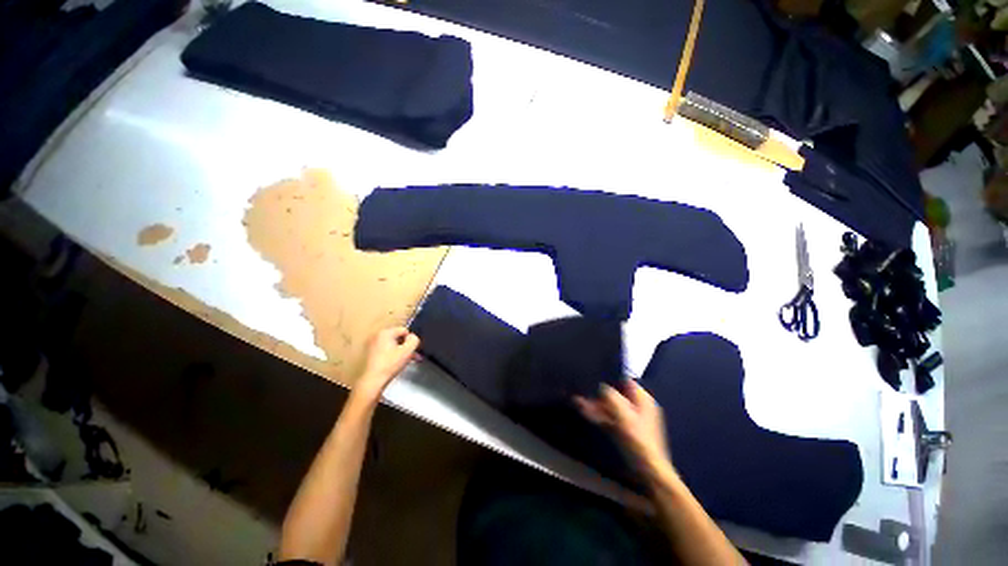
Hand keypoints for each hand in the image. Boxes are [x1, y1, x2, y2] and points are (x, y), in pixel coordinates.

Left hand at [356, 327, 419, 398]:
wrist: (373, 380)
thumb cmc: (390, 364)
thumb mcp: (407, 351)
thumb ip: (414, 340)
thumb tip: (412, 337)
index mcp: (385, 332)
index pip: (405, 330)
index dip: (411, 340)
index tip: (413, 350)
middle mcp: (377, 335)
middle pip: (398, 337)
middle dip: (407, 346)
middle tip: (413, 356)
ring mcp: (373, 344)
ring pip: (393, 345)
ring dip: (401, 351)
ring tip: (407, 361)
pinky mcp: (371, 353)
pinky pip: (387, 350)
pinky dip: (393, 354)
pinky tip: (398, 363)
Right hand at [575, 379, 671, 475]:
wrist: (648, 470)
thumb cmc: (637, 438)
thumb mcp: (622, 413)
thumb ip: (611, 396)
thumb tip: (601, 387)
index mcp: (643, 399)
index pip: (625, 381)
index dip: (610, 379)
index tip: (595, 380)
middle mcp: (639, 407)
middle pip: (616, 395)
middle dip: (599, 395)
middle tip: (582, 395)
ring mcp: (633, 420)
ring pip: (612, 407)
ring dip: (596, 406)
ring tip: (578, 403)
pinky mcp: (627, 431)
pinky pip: (612, 418)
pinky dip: (600, 416)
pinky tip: (587, 414)